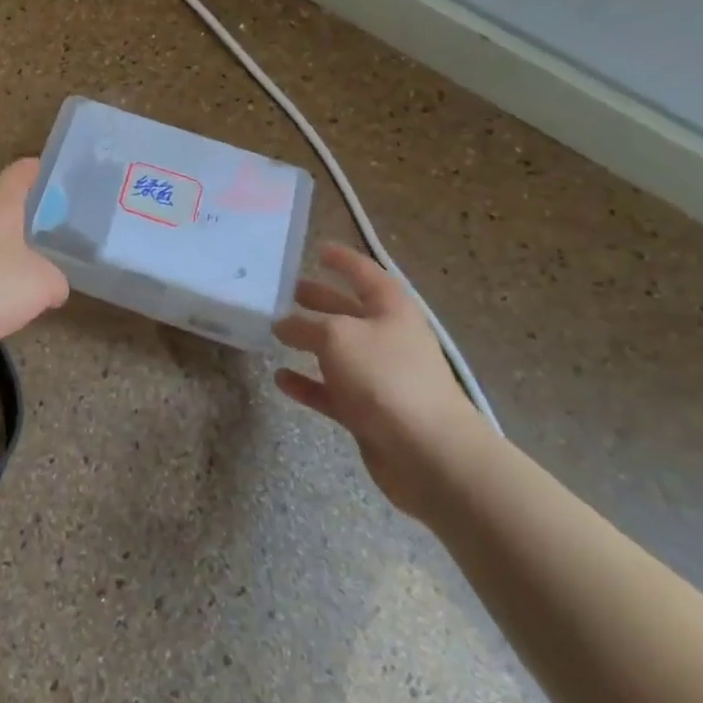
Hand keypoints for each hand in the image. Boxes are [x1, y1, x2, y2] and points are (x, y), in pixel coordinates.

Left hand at [0, 159, 69, 349]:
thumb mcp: (42, 284)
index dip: (39, 170)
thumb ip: (56, 281)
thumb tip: (55, 285)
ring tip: (26, 270)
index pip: (20, 171)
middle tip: (50, 231)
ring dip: (2, 250)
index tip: (56, 176)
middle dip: (23, 216)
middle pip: (0, 204)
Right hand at [273, 243, 481, 520]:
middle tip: (284, 290)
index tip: (318, 248)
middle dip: (318, 299)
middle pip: (348, 311)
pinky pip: (331, 391)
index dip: (343, 260)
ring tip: (274, 331)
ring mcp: (379, 377)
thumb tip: (283, 323)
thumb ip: (305, 324)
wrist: (428, 453)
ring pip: (337, 351)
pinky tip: (280, 378)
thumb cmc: (385, 378)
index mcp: (391, 309)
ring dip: (308, 341)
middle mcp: (387, 338)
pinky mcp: (368, 412)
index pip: (365, 273)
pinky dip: (307, 384)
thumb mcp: (337, 336)